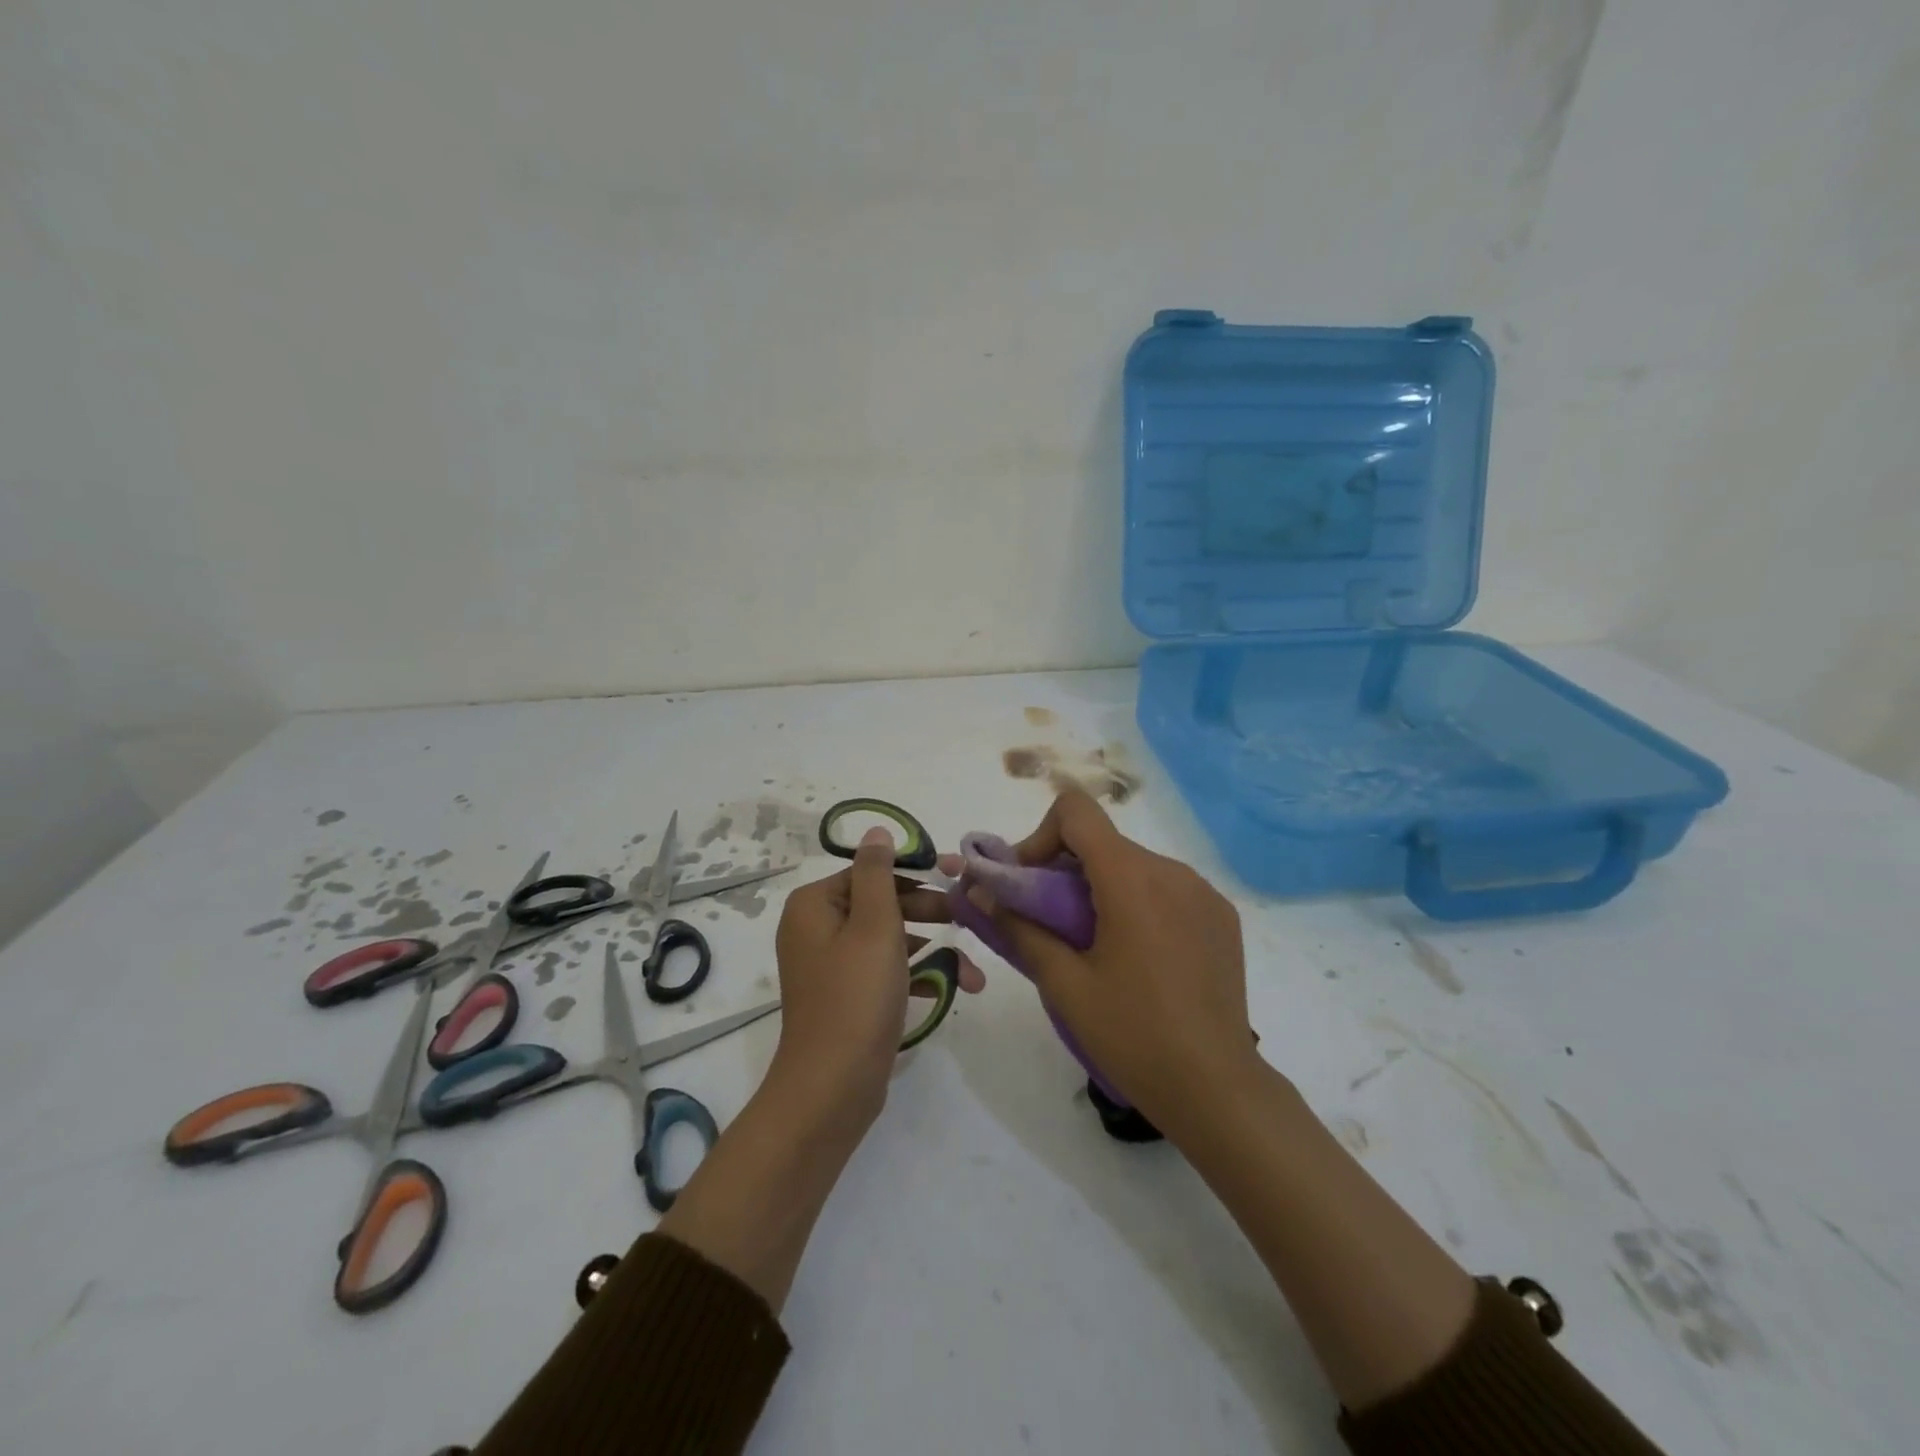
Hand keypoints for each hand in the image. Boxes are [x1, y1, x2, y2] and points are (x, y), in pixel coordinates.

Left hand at [772, 826, 983, 1122]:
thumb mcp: (874, 925)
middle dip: (929, 913)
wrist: (832, 1088)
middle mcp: (816, 928)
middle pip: (881, 903)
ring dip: (932, 950)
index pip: (871, 871)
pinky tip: (955, 989)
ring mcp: (830, 965)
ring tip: (973, 971)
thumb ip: (878, 872)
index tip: (956, 877)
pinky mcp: (846, 996)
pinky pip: (884, 972)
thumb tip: (875, 830)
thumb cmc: (856, 996)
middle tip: (967, 917)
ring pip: (889, 940)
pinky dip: (916, 977)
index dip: (915, 873)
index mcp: (814, 905)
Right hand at [968, 789, 1251, 1133]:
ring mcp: (1203, 892)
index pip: (1076, 811)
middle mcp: (1172, 870)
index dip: (1041, 836)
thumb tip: (979, 892)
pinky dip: (1138, 903)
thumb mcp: (1064, 984)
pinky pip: (1166, 888)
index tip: (1029, 884)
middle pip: (1102, 842)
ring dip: (1101, 888)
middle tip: (1047, 924)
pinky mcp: (1221, 915)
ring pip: (1133, 865)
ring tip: (1093, 946)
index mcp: (1131, 878)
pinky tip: (1137, 957)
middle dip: (1064, 870)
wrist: (1217, 1089)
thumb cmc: (1132, 1035)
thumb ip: (1019, 928)